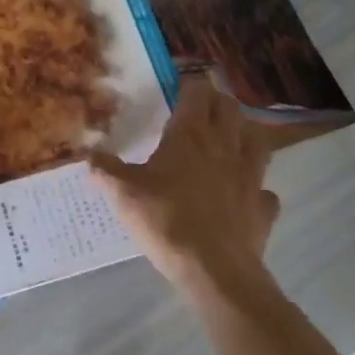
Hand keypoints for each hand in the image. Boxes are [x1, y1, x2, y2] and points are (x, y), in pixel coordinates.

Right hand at [90, 72, 281, 301]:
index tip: (177, 84)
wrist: (215, 272)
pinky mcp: (262, 208)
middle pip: (230, 108)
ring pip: (257, 140)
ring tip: (229, 140)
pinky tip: (244, 194)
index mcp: (190, 133)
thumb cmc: (166, 219)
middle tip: (199, 108)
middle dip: (217, 102)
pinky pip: (265, 190)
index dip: (189, 83)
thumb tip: (89, 154)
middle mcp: (224, 146)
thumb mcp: (123, 193)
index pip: (197, 91)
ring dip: (244, 133)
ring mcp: (250, 176)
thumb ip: (105, 170)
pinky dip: (256, 188)